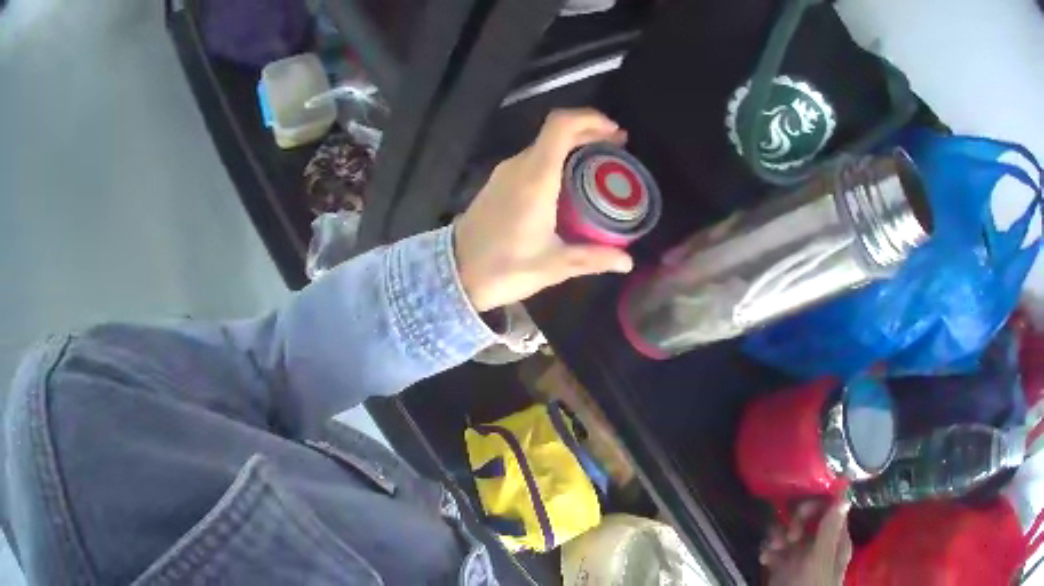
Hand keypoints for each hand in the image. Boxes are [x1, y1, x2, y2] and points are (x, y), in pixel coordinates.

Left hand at [454, 109, 634, 311]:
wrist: (454, 275)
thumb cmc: (504, 268)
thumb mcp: (554, 265)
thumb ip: (593, 258)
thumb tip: (628, 262)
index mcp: (536, 178)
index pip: (560, 126)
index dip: (590, 119)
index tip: (615, 132)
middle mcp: (519, 166)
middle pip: (556, 131)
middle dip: (589, 132)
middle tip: (617, 148)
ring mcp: (505, 172)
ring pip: (544, 144)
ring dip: (573, 145)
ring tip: (599, 163)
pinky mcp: (498, 182)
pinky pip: (533, 158)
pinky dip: (556, 158)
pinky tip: (569, 179)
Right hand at [762, 501, 852, 585]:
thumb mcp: (820, 560)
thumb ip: (829, 530)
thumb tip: (844, 495)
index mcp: (836, 539)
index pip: (831, 508)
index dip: (815, 505)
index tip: (799, 513)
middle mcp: (820, 543)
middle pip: (808, 517)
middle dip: (793, 522)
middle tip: (787, 537)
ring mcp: (800, 556)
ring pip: (788, 532)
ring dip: (777, 535)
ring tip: (771, 548)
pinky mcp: (782, 567)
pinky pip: (774, 549)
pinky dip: (768, 551)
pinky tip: (764, 559)